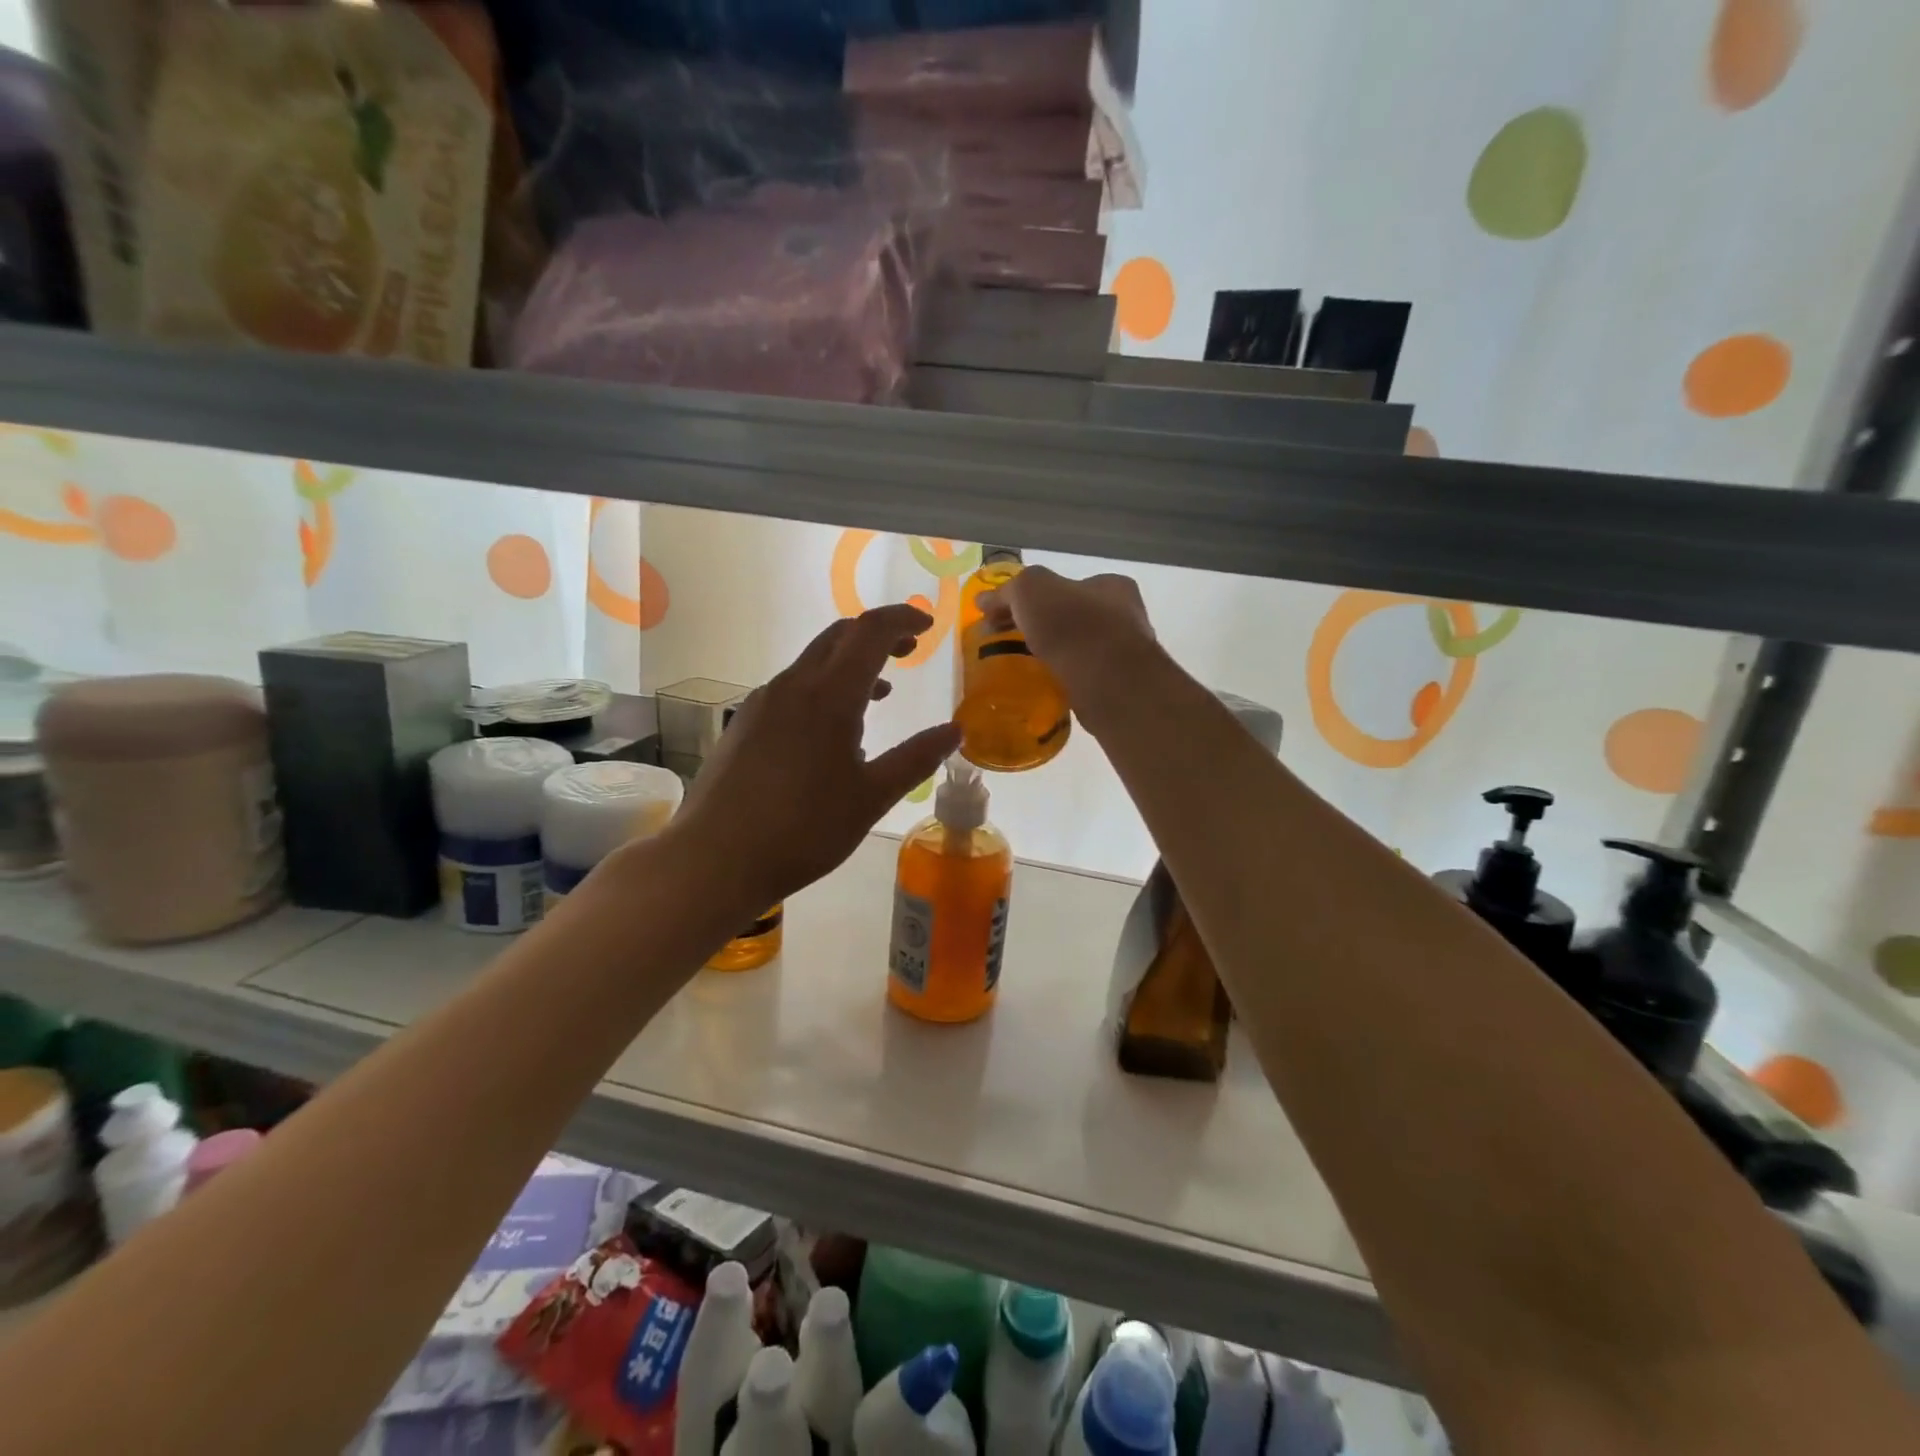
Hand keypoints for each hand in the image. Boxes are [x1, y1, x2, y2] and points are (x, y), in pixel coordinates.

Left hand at [671, 604, 961, 911]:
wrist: (715, 859)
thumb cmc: (803, 830)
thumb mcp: (871, 798)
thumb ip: (915, 759)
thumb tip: (954, 730)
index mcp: (829, 696)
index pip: (870, 632)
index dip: (902, 619)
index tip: (928, 625)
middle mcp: (793, 686)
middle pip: (839, 637)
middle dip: (877, 635)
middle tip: (909, 650)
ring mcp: (762, 703)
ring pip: (813, 663)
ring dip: (850, 664)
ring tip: (880, 694)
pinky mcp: (744, 724)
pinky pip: (792, 689)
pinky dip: (823, 689)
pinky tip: (832, 732)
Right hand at [977, 567, 1157, 716]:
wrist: (1108, 681)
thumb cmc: (1074, 625)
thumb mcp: (1031, 590)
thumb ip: (1009, 591)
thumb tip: (984, 599)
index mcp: (1112, 586)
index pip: (1068, 586)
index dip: (1035, 598)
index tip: (1008, 616)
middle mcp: (1127, 617)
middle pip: (1075, 618)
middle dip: (1044, 628)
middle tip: (1011, 642)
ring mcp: (1126, 655)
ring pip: (1081, 650)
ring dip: (1055, 656)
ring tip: (1026, 668)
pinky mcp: (1119, 688)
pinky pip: (1084, 679)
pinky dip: (1065, 680)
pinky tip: (1046, 688)